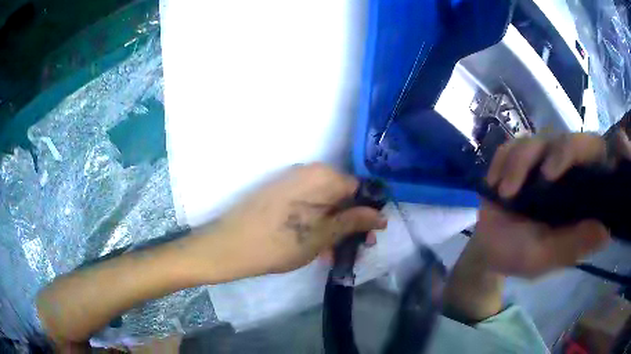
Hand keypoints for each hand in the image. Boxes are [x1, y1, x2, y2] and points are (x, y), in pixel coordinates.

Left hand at [200, 163, 386, 277]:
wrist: (229, 246)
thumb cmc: (280, 242)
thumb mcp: (323, 235)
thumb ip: (354, 222)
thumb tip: (381, 216)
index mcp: (322, 176)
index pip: (358, 188)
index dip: (367, 212)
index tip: (371, 235)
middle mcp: (306, 172)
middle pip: (340, 196)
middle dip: (350, 224)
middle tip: (356, 248)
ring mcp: (290, 182)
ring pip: (323, 204)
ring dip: (332, 228)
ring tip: (333, 254)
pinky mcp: (278, 194)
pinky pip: (306, 207)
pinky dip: (315, 225)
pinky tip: (316, 248)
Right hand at [474, 133, 625, 276]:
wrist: (487, 249)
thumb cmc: (519, 255)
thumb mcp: (545, 257)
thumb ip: (573, 245)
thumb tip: (606, 231)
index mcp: (580, 192)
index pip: (595, 154)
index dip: (587, 150)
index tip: (558, 172)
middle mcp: (566, 169)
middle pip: (566, 138)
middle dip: (549, 155)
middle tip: (534, 180)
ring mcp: (542, 160)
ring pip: (536, 140)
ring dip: (517, 164)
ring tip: (504, 193)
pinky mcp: (519, 157)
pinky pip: (511, 145)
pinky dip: (502, 161)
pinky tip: (494, 183)